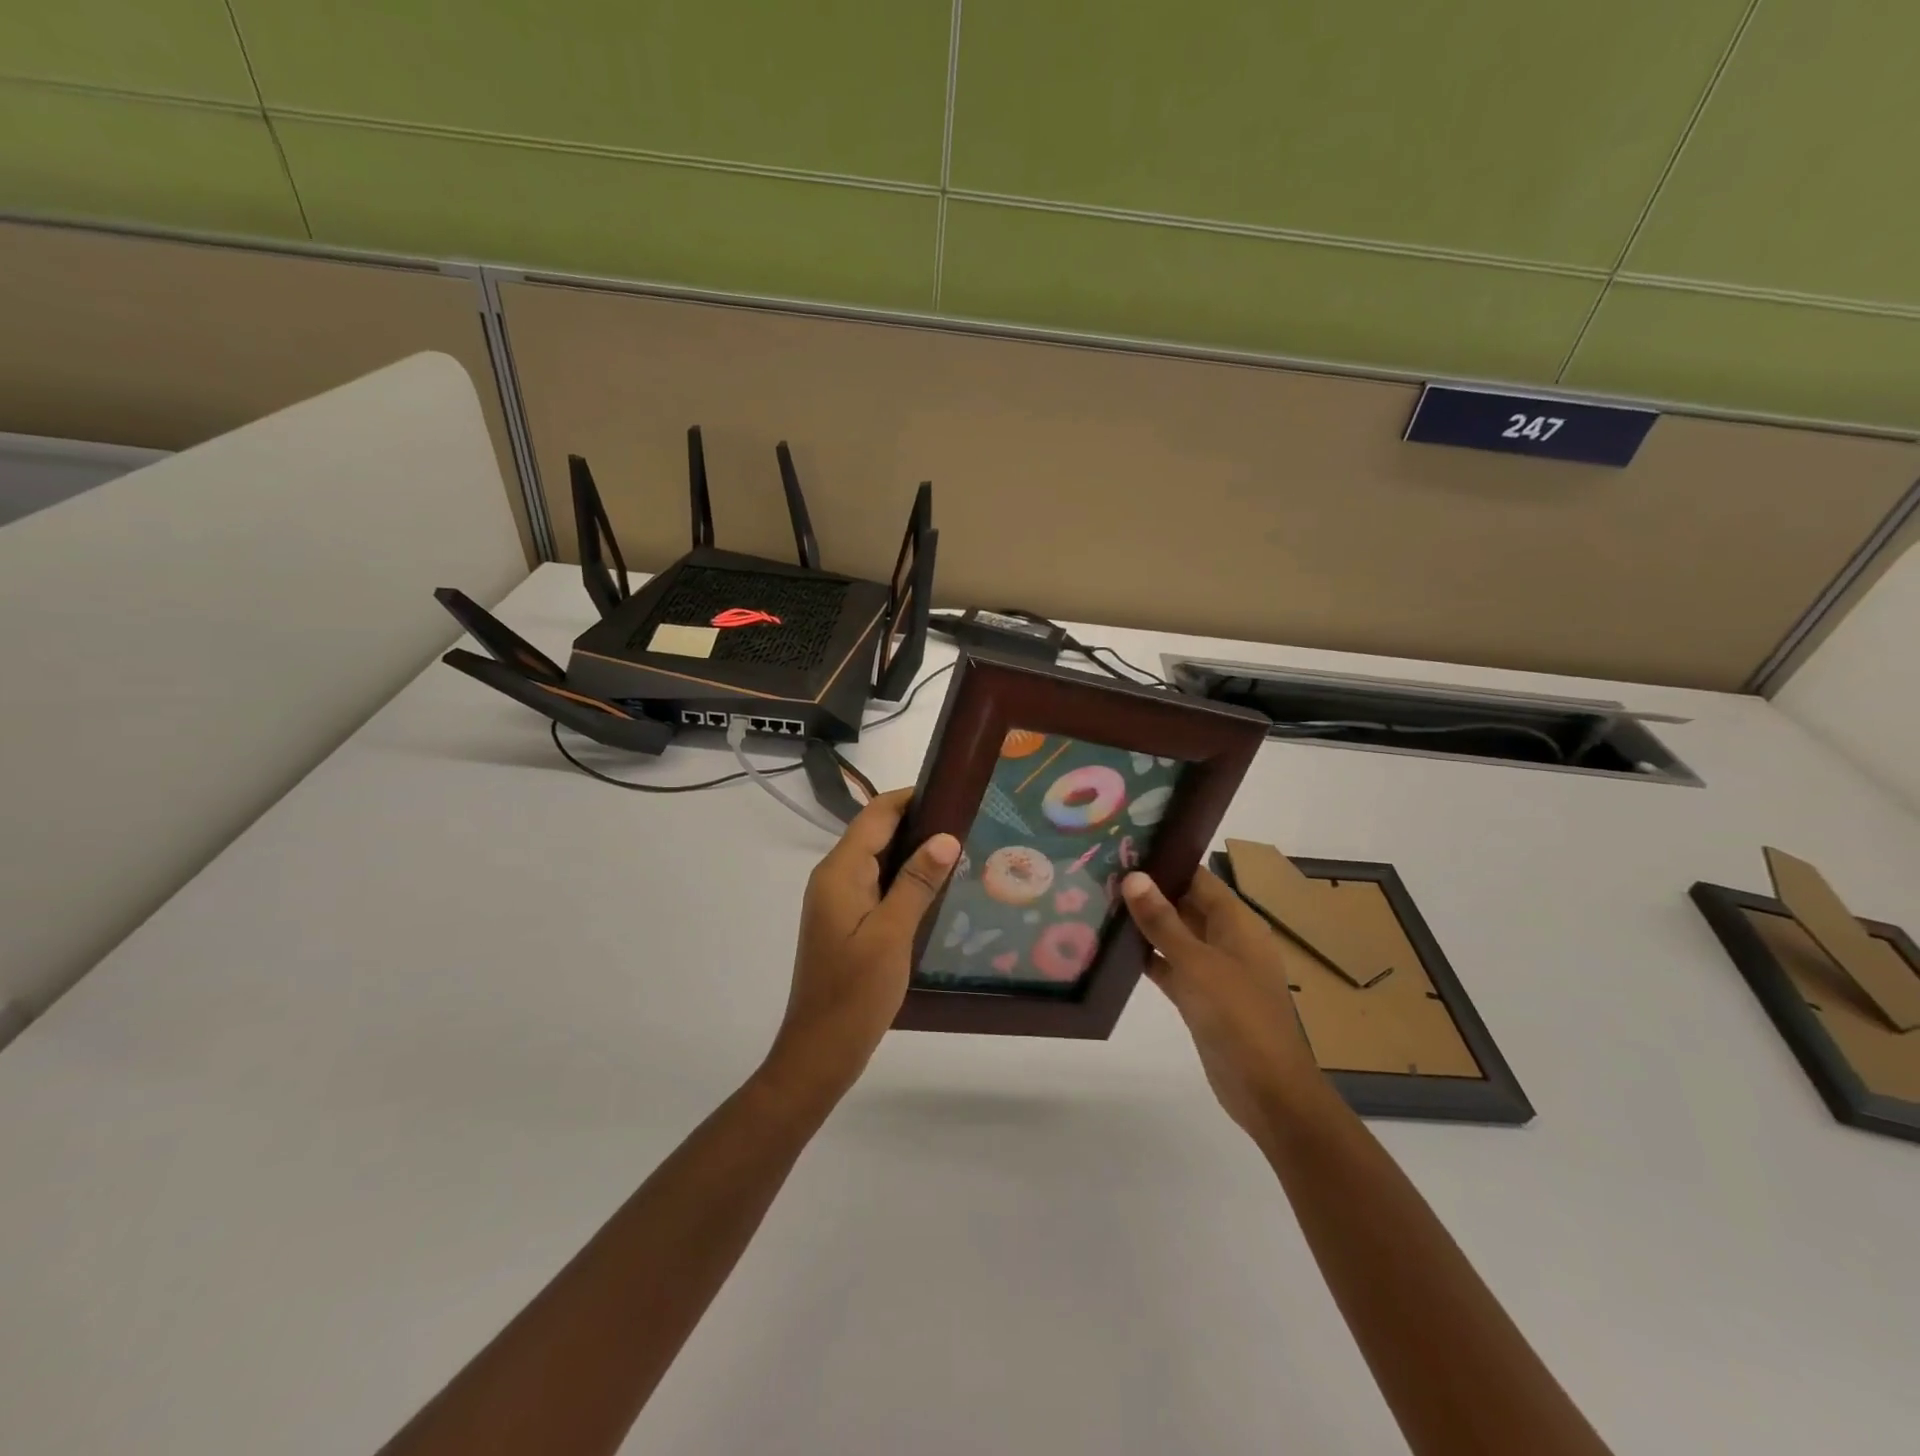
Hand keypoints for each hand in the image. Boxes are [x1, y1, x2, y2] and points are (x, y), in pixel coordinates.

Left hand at [767, 788, 958, 1099]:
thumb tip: (945, 837)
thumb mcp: (891, 935)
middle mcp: (834, 878)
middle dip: (918, 821)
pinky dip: (906, 878)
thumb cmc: (855, 993)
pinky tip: (936, 887)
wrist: (820, 1051)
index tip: (953, 791)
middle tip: (968, 821)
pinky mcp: (847, 921)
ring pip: (879, 859)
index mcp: (839, 872)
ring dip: (914, 850)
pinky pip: (878, 885)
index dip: (911, 797)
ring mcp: (839, 901)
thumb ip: (917, 883)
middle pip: (876, 833)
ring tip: (961, 848)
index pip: (876, 815)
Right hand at [1122, 867, 1327, 1138]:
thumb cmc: (1238, 1016)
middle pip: (1185, 904)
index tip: (1125, 850)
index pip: (1198, 878)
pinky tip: (1113, 951)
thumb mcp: (1196, 963)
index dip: (1166, 863)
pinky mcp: (1201, 998)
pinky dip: (1148, 959)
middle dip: (1149, 892)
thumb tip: (1134, 876)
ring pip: (1176, 936)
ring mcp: (1214, 970)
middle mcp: (1227, 940)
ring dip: (1145, 925)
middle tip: (1101, 874)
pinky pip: (1171, 967)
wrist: (1268, 1090)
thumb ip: (1163, 921)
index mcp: (1237, 923)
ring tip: (1100, 904)